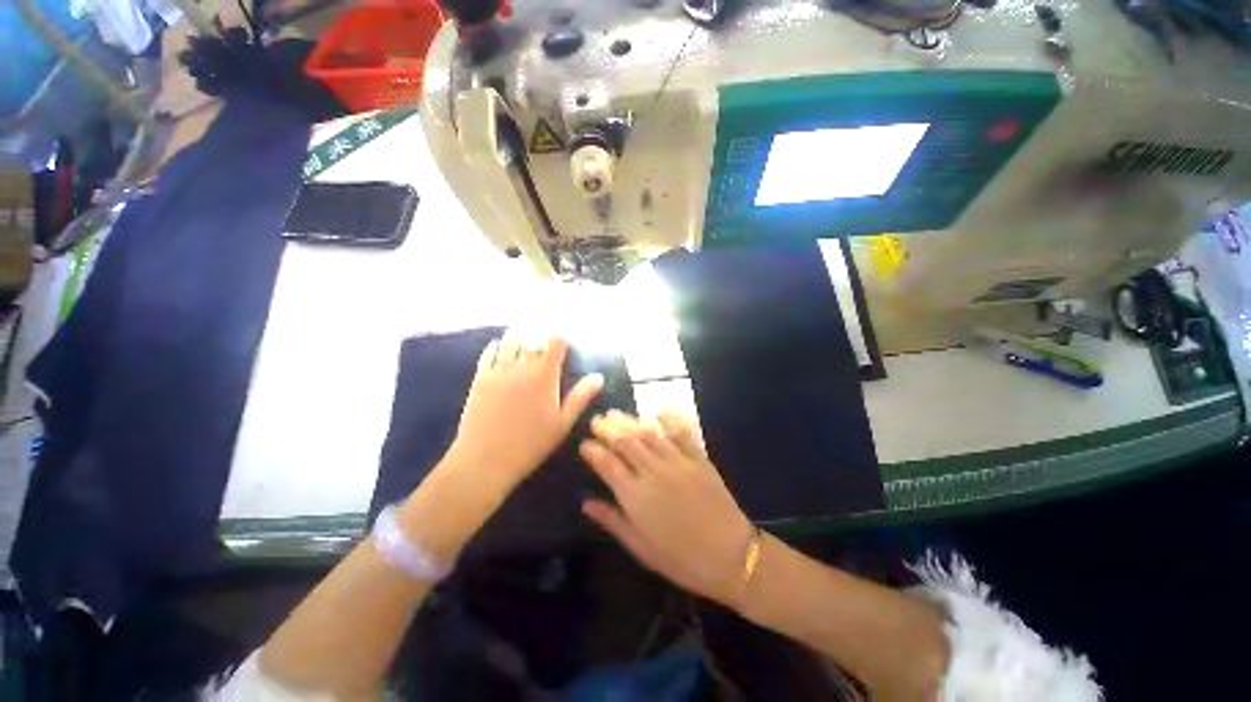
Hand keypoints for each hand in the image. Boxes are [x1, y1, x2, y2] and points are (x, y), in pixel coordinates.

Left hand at [451, 333, 602, 488]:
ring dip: (519, 336)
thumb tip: (598, 377)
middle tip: (544, 338)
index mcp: (545, 375)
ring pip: (510, 341)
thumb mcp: (563, 423)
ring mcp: (499, 370)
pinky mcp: (480, 378)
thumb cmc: (531, 443)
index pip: (555, 342)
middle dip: (541, 335)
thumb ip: (581, 397)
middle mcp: (522, 366)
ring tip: (524, 336)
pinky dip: (496, 346)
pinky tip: (498, 347)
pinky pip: (489, 353)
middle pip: (533, 338)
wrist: (485, 459)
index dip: (561, 338)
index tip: (565, 341)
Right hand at [580, 411, 754, 606]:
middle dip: (608, 428)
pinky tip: (657, 410)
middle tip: (597, 420)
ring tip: (616, 413)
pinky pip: (680, 432)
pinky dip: (668, 418)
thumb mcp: (641, 548)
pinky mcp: (698, 458)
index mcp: (636, 497)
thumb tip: (586, 503)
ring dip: (630, 420)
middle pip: (625, 441)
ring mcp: (677, 462)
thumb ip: (612, 521)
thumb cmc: (681, 558)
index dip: (593, 451)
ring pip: (648, 433)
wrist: (731, 556)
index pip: (607, 465)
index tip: (584, 444)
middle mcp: (653, 472)